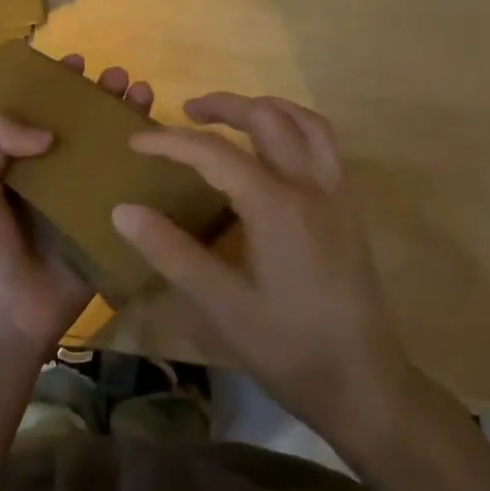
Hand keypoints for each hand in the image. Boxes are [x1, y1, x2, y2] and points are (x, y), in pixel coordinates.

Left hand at [0, 54, 153, 362]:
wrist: (0, 316)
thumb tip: (48, 130)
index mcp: (11, 162)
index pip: (36, 111)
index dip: (55, 84)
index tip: (76, 63)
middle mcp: (47, 175)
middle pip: (78, 125)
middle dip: (99, 96)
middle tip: (118, 77)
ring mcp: (78, 202)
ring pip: (106, 152)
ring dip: (126, 121)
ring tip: (142, 94)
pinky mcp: (104, 227)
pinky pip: (127, 192)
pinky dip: (145, 169)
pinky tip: (161, 147)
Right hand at [111, 93, 422, 447]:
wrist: (365, 384)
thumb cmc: (289, 350)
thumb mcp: (222, 307)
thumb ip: (172, 253)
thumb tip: (124, 210)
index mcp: (276, 206)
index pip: (214, 153)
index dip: (170, 142)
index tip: (134, 142)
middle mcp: (310, 187)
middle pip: (267, 119)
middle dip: (224, 106)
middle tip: (186, 112)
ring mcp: (337, 195)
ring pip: (306, 123)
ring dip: (267, 108)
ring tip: (233, 117)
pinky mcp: (349, 210)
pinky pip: (325, 145)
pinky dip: (296, 128)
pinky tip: (275, 153)